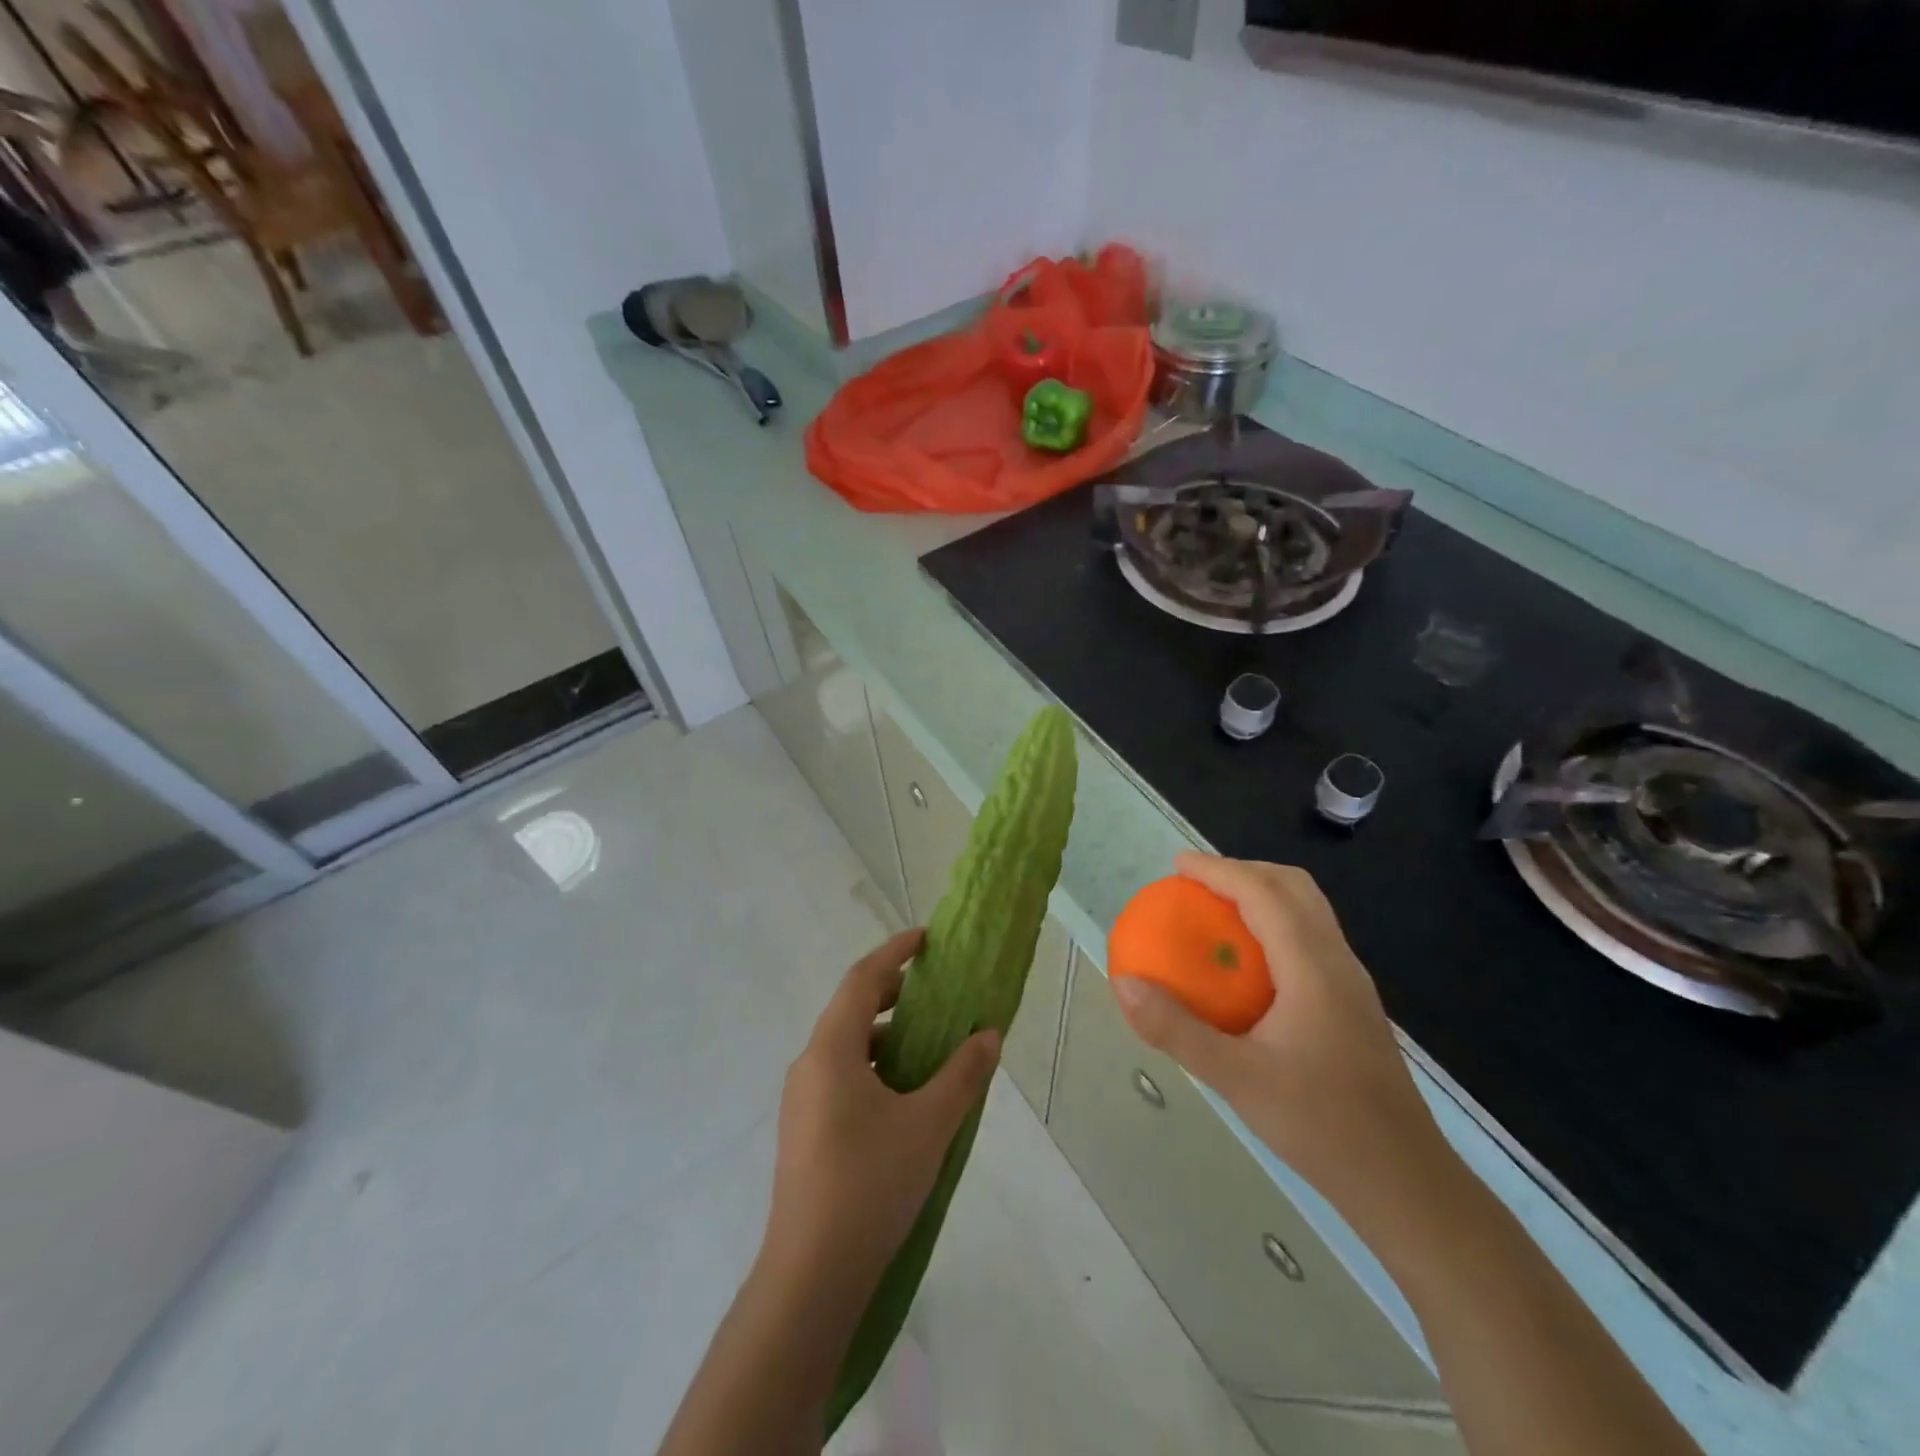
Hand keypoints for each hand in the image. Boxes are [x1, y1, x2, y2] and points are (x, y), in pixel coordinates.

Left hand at [760, 929, 999, 1300]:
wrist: (810, 1276)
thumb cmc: (870, 1184)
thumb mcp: (929, 1125)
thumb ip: (962, 1074)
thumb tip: (988, 1034)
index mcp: (832, 1049)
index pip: (862, 979)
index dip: (894, 952)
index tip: (926, 939)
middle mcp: (809, 1064)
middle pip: (852, 1008)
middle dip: (893, 994)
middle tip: (935, 994)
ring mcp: (802, 1100)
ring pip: (847, 1046)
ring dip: (886, 1036)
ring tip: (929, 1048)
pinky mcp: (804, 1131)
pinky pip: (841, 1076)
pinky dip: (875, 1067)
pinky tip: (904, 1098)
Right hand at [1111, 853, 1450, 1231]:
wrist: (1406, 1183)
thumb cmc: (1321, 1126)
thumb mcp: (1236, 1079)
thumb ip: (1176, 1030)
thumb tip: (1124, 984)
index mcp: (1313, 968)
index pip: (1264, 893)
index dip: (1218, 870)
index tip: (1178, 865)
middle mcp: (1338, 962)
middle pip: (1294, 887)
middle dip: (1243, 871)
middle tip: (1196, 883)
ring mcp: (1352, 982)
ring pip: (1309, 910)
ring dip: (1262, 894)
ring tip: (1217, 912)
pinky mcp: (1354, 1004)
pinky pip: (1311, 937)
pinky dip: (1275, 923)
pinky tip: (1249, 964)